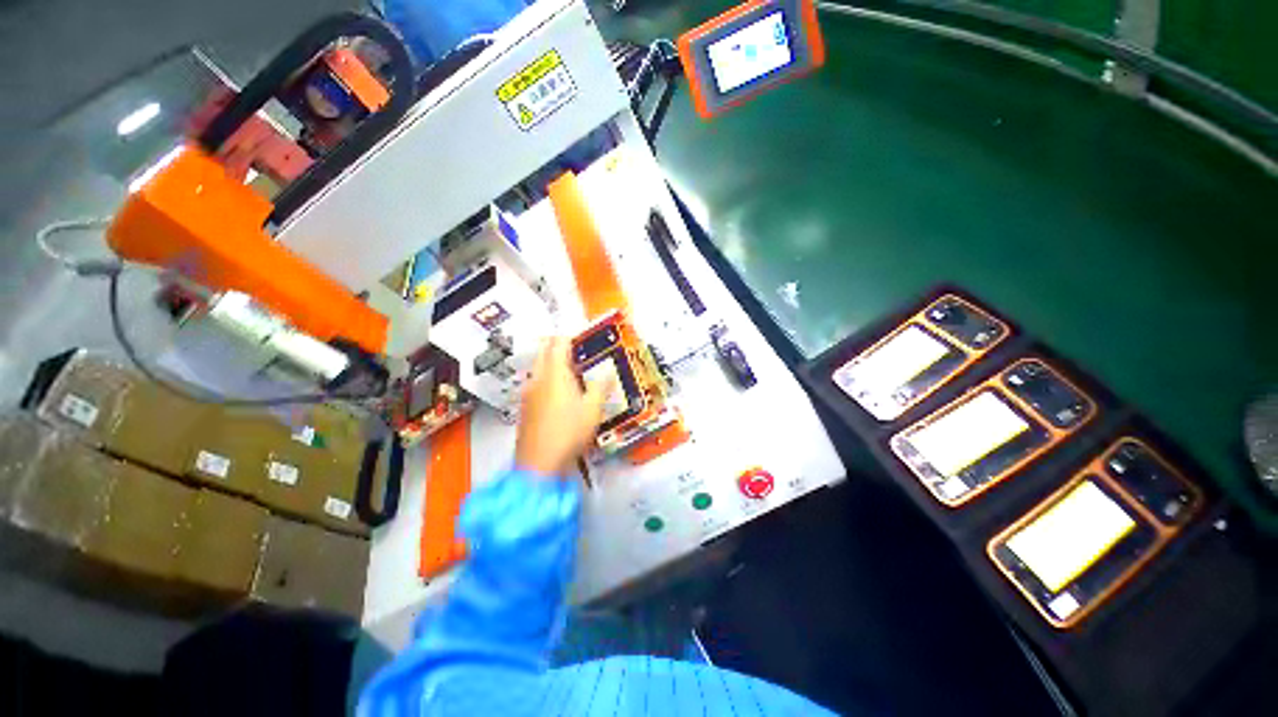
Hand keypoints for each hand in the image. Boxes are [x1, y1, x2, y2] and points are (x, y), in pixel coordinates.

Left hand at [516, 337, 612, 476]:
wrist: (538, 464)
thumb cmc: (569, 432)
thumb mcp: (593, 409)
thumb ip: (601, 387)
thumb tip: (608, 373)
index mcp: (555, 374)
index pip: (559, 344)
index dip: (568, 336)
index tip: (579, 335)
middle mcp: (538, 378)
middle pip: (543, 351)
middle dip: (556, 344)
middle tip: (573, 347)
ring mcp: (528, 392)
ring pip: (538, 366)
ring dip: (550, 361)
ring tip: (567, 367)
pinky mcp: (525, 406)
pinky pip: (535, 381)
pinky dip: (545, 376)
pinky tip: (556, 390)